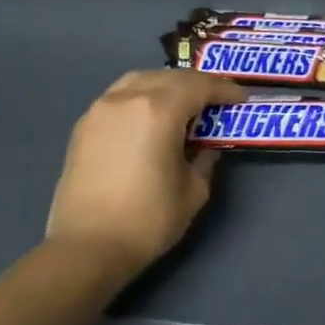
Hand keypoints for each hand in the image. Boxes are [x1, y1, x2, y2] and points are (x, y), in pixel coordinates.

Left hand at [45, 70, 246, 284]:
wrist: (86, 248)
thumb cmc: (148, 219)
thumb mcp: (193, 190)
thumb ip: (205, 159)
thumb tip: (206, 147)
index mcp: (159, 110)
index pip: (199, 86)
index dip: (224, 90)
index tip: (240, 99)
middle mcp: (127, 99)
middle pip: (170, 77)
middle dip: (197, 85)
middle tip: (216, 101)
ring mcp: (101, 109)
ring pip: (140, 80)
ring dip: (167, 85)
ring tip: (183, 104)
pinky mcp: (84, 126)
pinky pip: (119, 96)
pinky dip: (141, 97)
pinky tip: (150, 117)